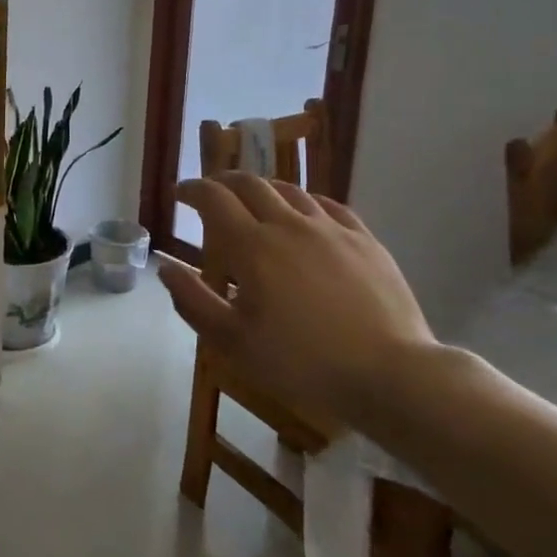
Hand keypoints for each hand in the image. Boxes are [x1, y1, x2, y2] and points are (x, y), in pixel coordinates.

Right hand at [159, 174, 436, 424]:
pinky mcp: (365, 240)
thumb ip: (193, 301)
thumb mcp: (233, 342)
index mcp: (252, 246)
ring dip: (263, 189)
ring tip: (254, 200)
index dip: (191, 190)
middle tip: (211, 192)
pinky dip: (305, 201)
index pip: (213, 199)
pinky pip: (329, 206)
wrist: (390, 375)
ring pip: (290, 190)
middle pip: (250, 184)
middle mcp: (289, 224)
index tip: (179, 193)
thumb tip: (165, 267)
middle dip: (223, 181)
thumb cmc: (302, 363)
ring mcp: (331, 229)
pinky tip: (305, 213)